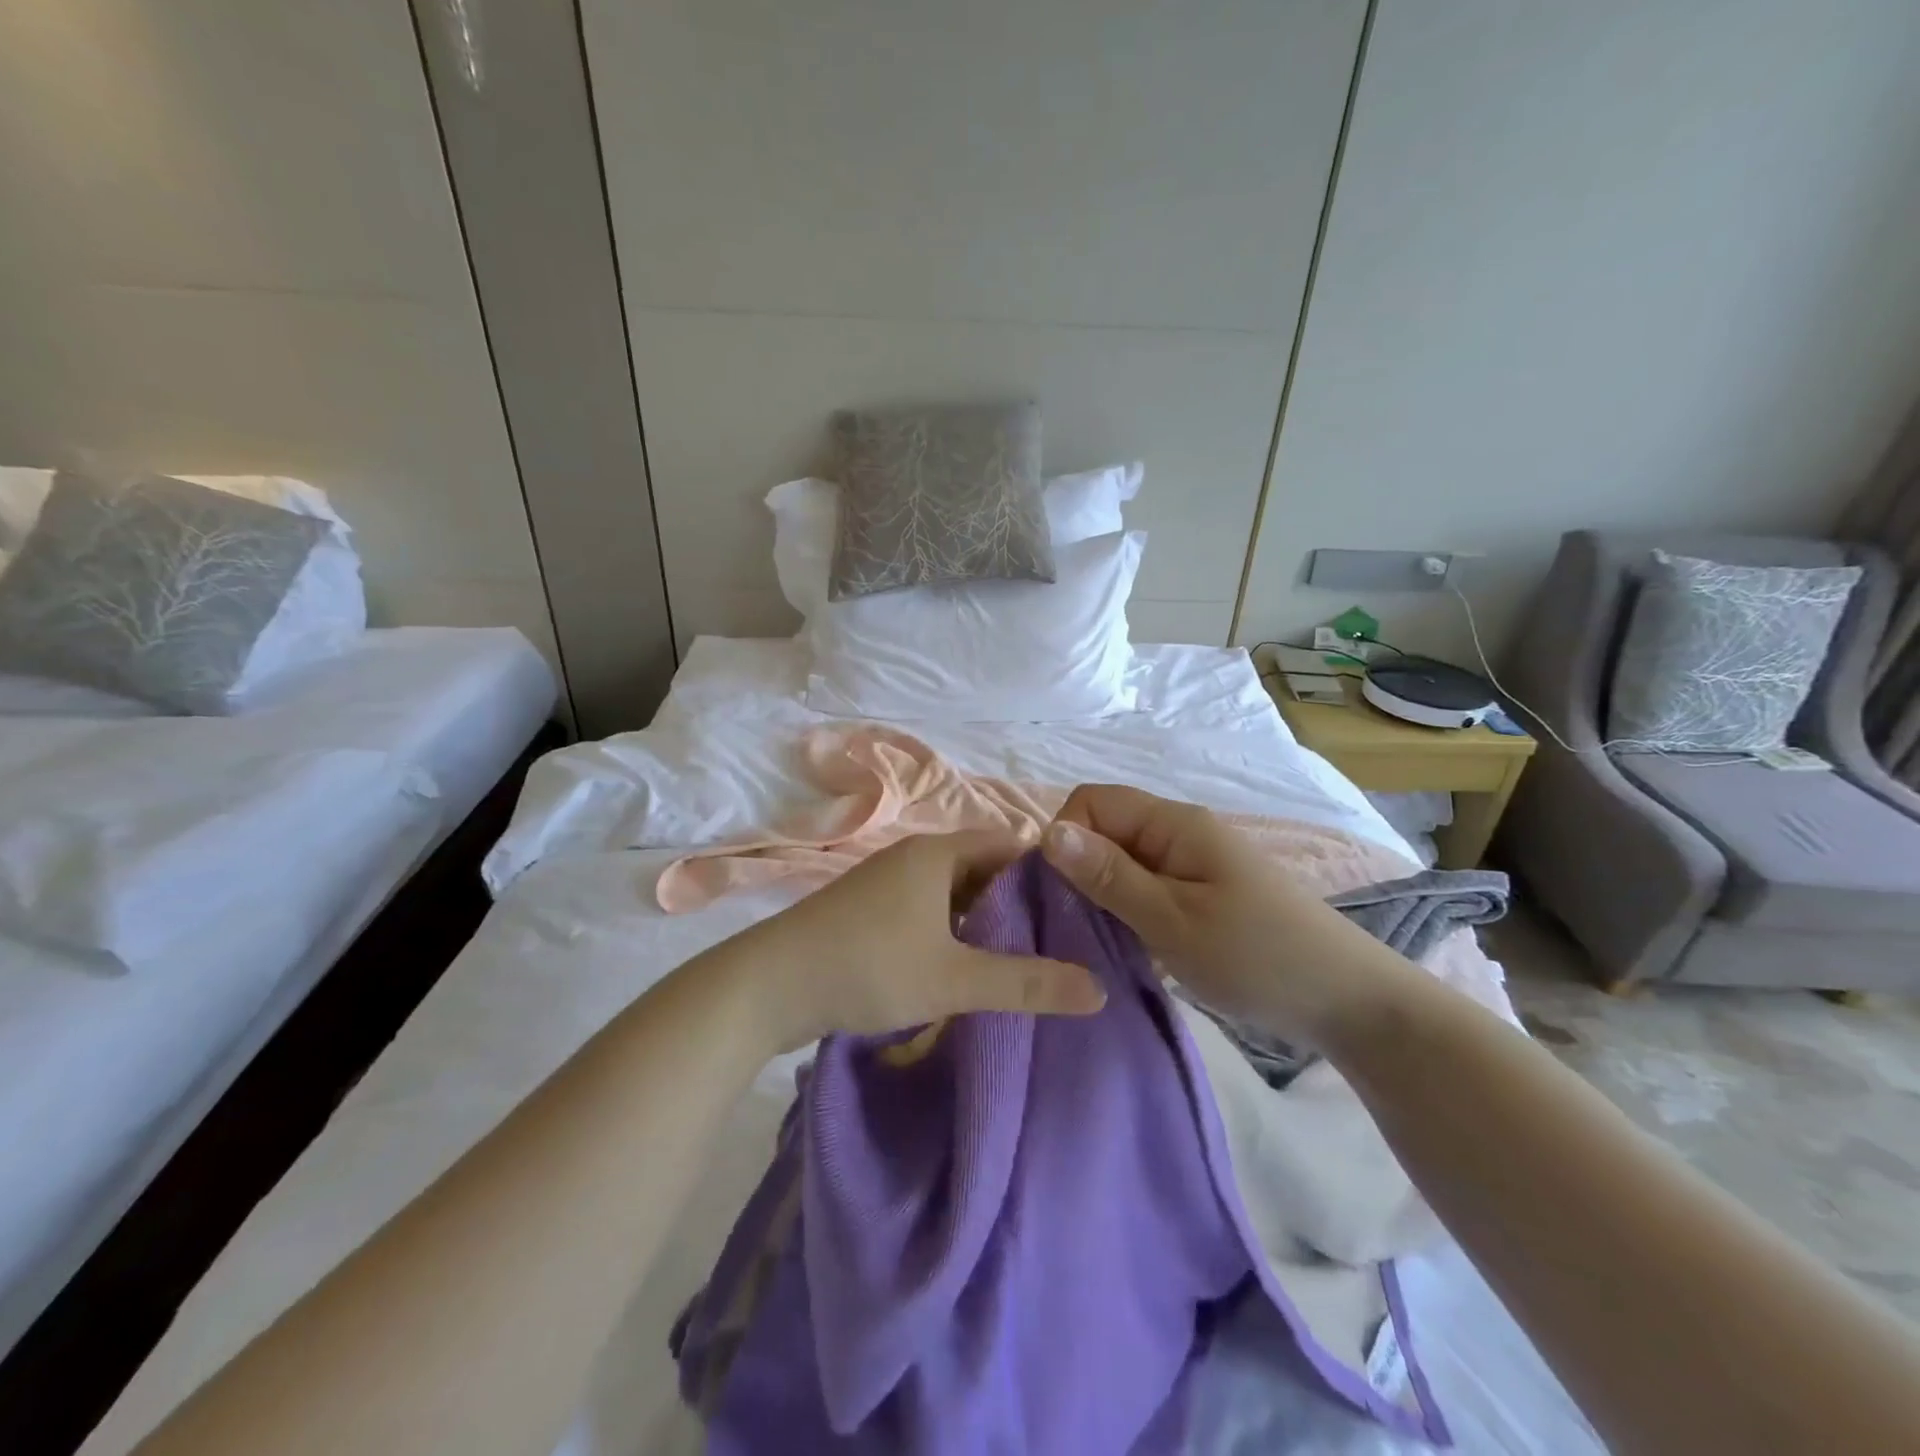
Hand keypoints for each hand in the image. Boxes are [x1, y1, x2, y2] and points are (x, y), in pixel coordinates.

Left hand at [729, 830, 1106, 1050]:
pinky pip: (926, 911)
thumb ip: (1027, 983)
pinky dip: (952, 931)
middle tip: (1059, 939)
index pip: (1008, 844)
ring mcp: (885, 883)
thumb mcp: (955, 979)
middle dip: (1017, 901)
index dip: (1046, 872)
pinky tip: (965, 966)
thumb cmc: (868, 966)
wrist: (766, 986)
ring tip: (1022, 957)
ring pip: (951, 893)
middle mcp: (912, 857)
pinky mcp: (867, 911)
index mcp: (936, 853)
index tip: (1079, 907)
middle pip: (981, 868)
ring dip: (983, 921)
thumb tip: (1099, 989)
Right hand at [1041, 784, 1415, 1050]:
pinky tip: (1127, 943)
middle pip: (1106, 828)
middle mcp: (1181, 831)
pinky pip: (1145, 885)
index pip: (1092, 800)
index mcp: (1174, 823)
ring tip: (1096, 939)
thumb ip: (1109, 876)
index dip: (1065, 836)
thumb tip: (1048, 832)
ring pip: (1123, 860)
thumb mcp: (1172, 920)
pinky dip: (1127, 908)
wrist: (1348, 1000)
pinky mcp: (1202, 892)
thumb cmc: (1257, 957)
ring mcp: (1193, 862)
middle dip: (1079, 868)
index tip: (1059, 891)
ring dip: (1102, 893)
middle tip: (1074, 924)